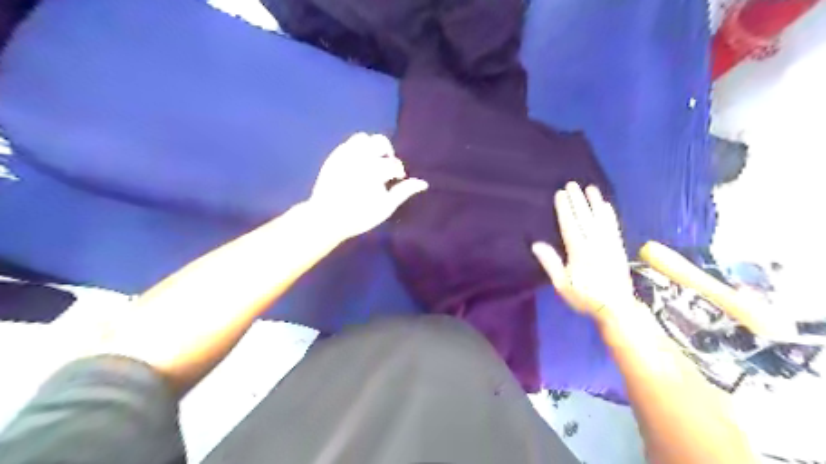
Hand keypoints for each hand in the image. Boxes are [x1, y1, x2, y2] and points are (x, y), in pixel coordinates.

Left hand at [308, 131, 425, 236]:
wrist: (327, 218)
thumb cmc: (359, 216)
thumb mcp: (385, 207)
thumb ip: (403, 192)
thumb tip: (423, 183)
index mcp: (374, 170)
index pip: (394, 163)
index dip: (398, 172)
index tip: (397, 180)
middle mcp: (360, 157)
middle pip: (380, 142)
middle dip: (387, 153)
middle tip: (386, 167)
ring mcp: (345, 155)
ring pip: (363, 138)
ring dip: (371, 147)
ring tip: (371, 161)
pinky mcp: (334, 156)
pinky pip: (348, 143)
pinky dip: (357, 150)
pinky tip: (358, 163)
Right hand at [533, 182, 634, 323]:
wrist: (617, 308)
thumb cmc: (585, 297)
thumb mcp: (562, 285)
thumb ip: (551, 263)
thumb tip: (536, 244)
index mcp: (579, 251)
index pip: (570, 225)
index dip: (565, 209)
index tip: (561, 194)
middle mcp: (595, 243)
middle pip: (585, 217)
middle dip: (578, 200)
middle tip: (572, 184)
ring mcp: (609, 244)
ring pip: (601, 219)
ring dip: (595, 202)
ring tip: (590, 188)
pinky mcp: (619, 248)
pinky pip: (614, 227)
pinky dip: (610, 215)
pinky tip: (606, 206)